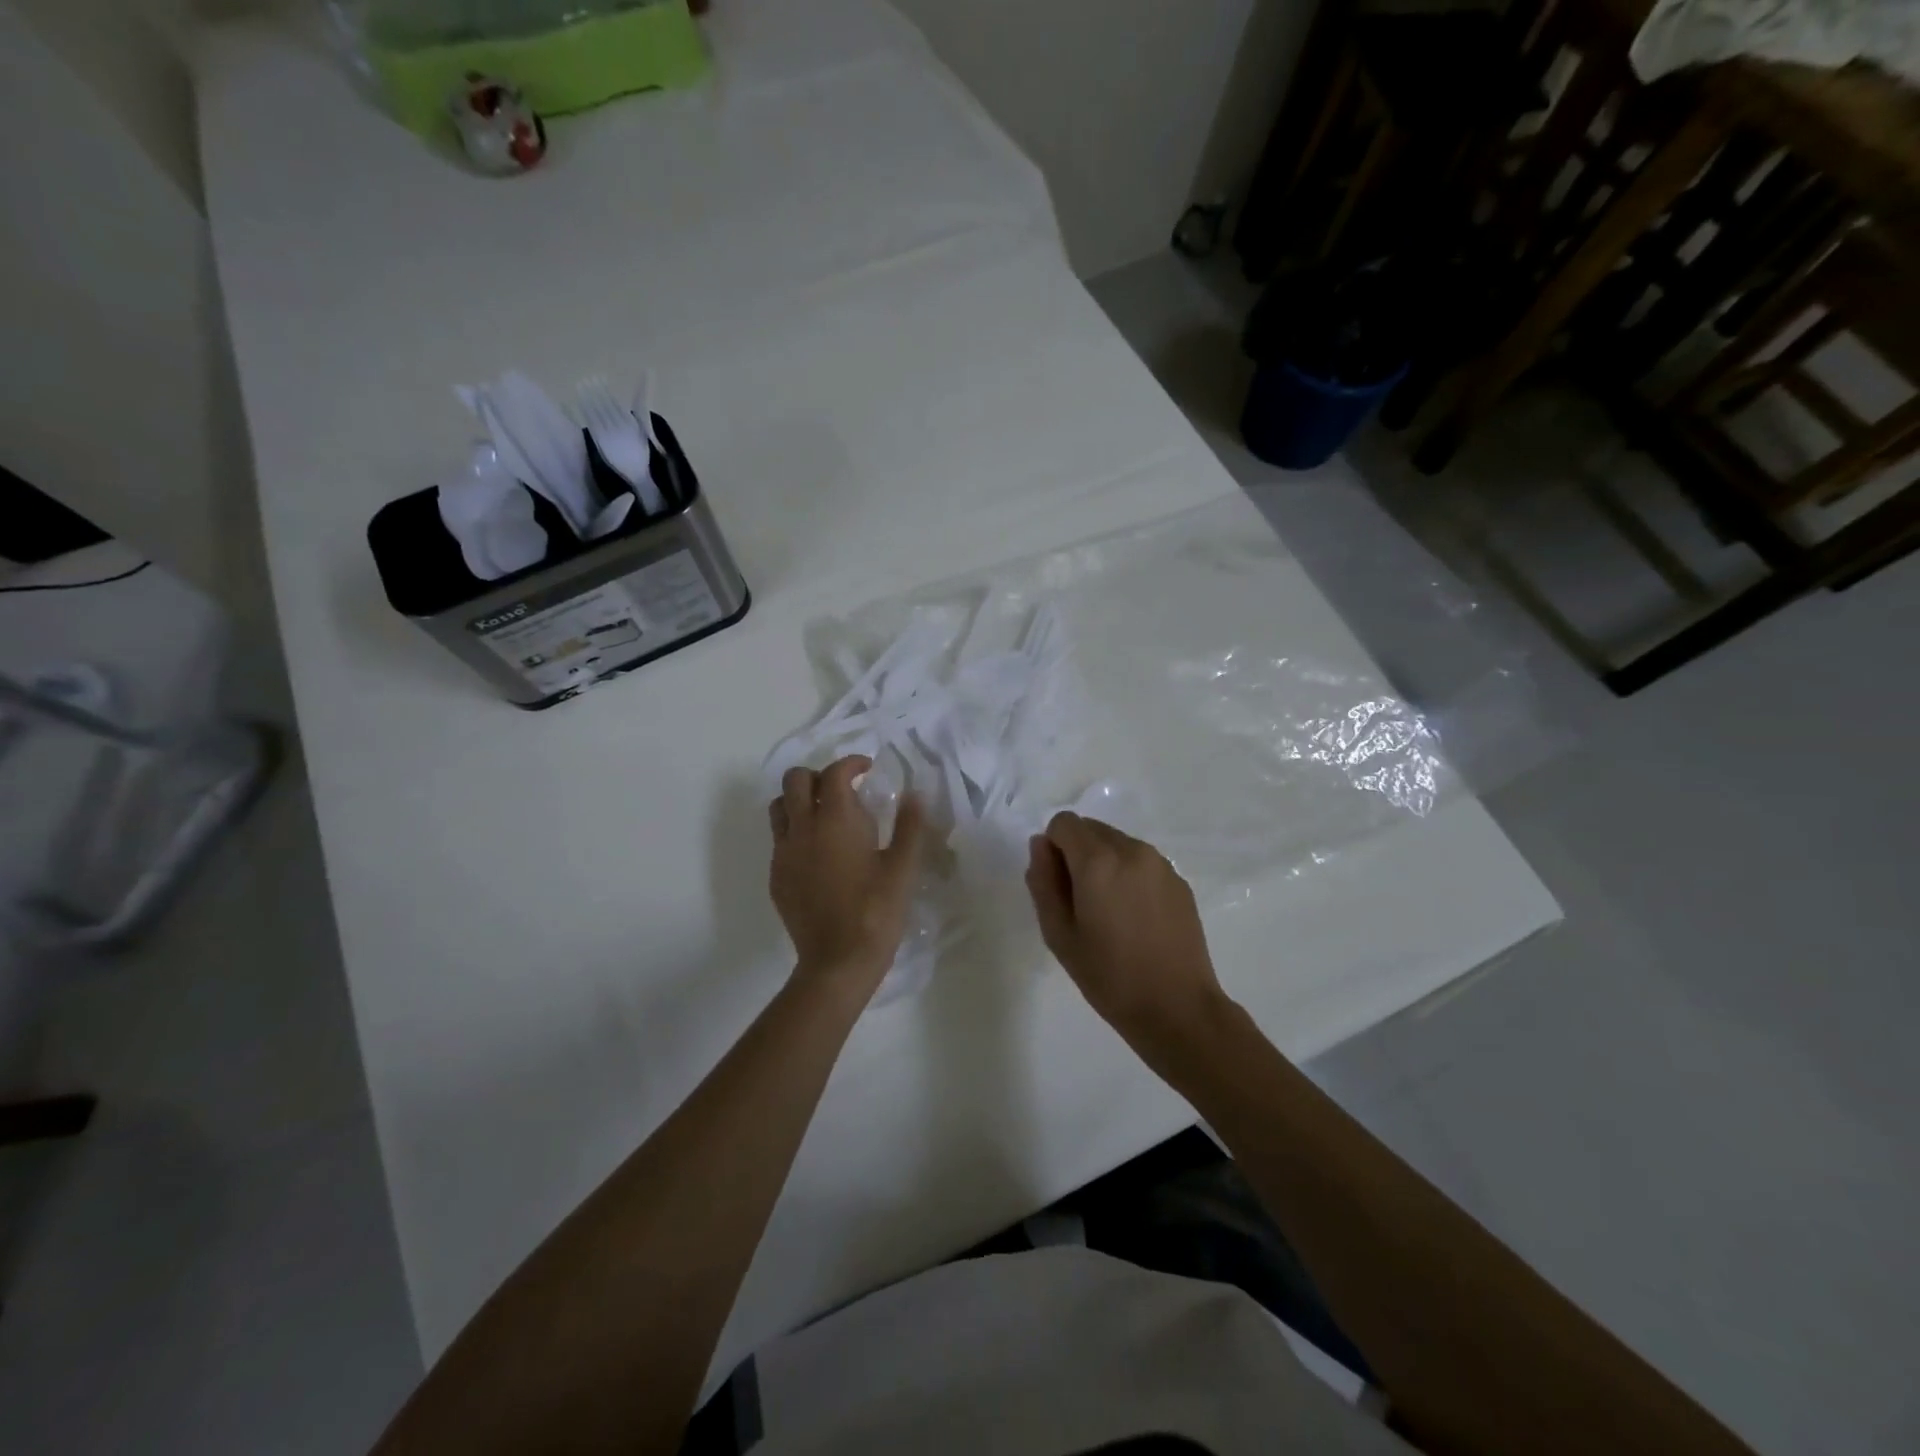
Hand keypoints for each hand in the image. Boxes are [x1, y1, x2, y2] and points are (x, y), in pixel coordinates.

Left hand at [770, 756, 926, 999]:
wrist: (837, 962)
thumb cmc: (876, 912)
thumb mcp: (902, 868)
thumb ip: (909, 826)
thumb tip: (914, 794)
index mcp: (836, 821)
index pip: (835, 773)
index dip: (851, 763)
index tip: (867, 769)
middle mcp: (803, 829)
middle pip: (795, 780)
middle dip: (819, 775)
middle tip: (843, 790)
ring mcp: (784, 853)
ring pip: (779, 807)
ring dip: (799, 800)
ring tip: (825, 816)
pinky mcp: (776, 876)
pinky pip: (779, 839)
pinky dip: (795, 831)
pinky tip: (818, 853)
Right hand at [1026, 812, 1229, 1049]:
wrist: (1177, 1008)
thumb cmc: (1109, 976)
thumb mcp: (1059, 934)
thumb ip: (1043, 881)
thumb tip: (1040, 845)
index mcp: (1097, 861)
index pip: (1063, 823)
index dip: (1053, 849)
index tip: (1058, 887)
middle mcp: (1131, 850)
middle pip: (1091, 829)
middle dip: (1077, 853)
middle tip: (1080, 903)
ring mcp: (1160, 864)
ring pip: (1117, 843)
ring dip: (1104, 863)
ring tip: (1110, 913)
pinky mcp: (1179, 881)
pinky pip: (1142, 862)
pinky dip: (1129, 875)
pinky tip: (1135, 918)